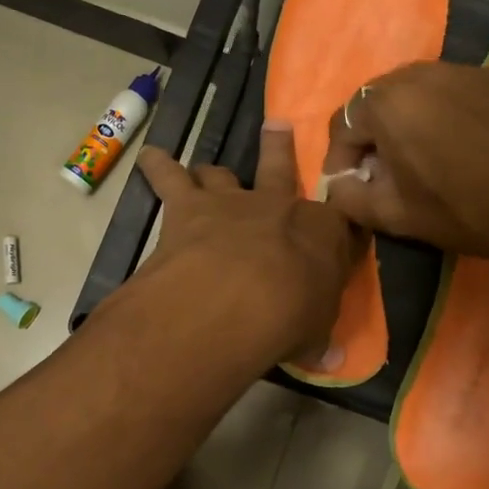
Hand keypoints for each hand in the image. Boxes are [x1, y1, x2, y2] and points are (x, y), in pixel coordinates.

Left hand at [132, 121, 361, 366]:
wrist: (236, 299)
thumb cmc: (289, 318)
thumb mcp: (314, 335)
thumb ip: (318, 340)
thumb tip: (330, 362)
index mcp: (322, 233)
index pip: (337, 220)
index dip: (336, 223)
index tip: (339, 227)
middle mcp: (277, 206)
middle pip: (281, 168)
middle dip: (280, 148)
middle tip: (277, 126)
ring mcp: (232, 201)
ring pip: (222, 173)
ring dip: (213, 173)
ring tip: (205, 172)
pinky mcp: (189, 205)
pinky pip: (169, 176)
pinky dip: (158, 165)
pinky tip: (150, 157)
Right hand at [319, 62, 488, 270]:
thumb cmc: (463, 211)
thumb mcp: (393, 215)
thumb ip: (348, 197)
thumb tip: (337, 184)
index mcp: (387, 103)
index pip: (343, 124)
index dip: (340, 159)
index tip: (350, 187)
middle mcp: (420, 73)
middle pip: (377, 100)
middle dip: (372, 134)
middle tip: (383, 170)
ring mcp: (463, 70)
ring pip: (416, 90)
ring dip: (407, 119)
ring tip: (420, 154)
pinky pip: (454, 89)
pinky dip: (444, 111)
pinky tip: (460, 143)